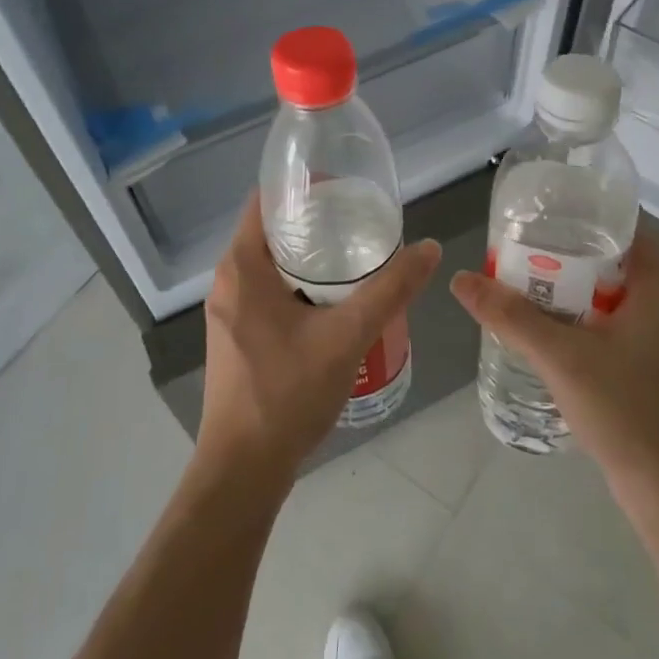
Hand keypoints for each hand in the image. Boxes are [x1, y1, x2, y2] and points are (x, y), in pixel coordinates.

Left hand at [199, 193, 441, 493]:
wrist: (243, 469)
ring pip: (273, 265)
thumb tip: (429, 247)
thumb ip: (390, 289)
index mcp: (242, 266)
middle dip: (317, 224)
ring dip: (312, 257)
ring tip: (359, 256)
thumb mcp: (347, 336)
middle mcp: (228, 281)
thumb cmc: (287, 393)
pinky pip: (270, 292)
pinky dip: (301, 285)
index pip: (267, 201)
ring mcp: (230, 311)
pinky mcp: (238, 336)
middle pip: (273, 232)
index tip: (347, 189)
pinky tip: (338, 300)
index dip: (305, 188)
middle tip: (364, 223)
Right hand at [451, 232, 658, 502]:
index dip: (580, 213)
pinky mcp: (640, 362)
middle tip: (515, 245)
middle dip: (562, 250)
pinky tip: (539, 324)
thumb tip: (461, 279)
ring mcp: (651, 335)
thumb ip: (511, 316)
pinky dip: (573, 314)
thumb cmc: (625, 409)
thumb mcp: (561, 356)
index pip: (620, 226)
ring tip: (517, 277)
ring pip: (603, 292)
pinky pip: (603, 321)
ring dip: (565, 285)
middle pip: (607, 258)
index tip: (538, 211)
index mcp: (656, 286)